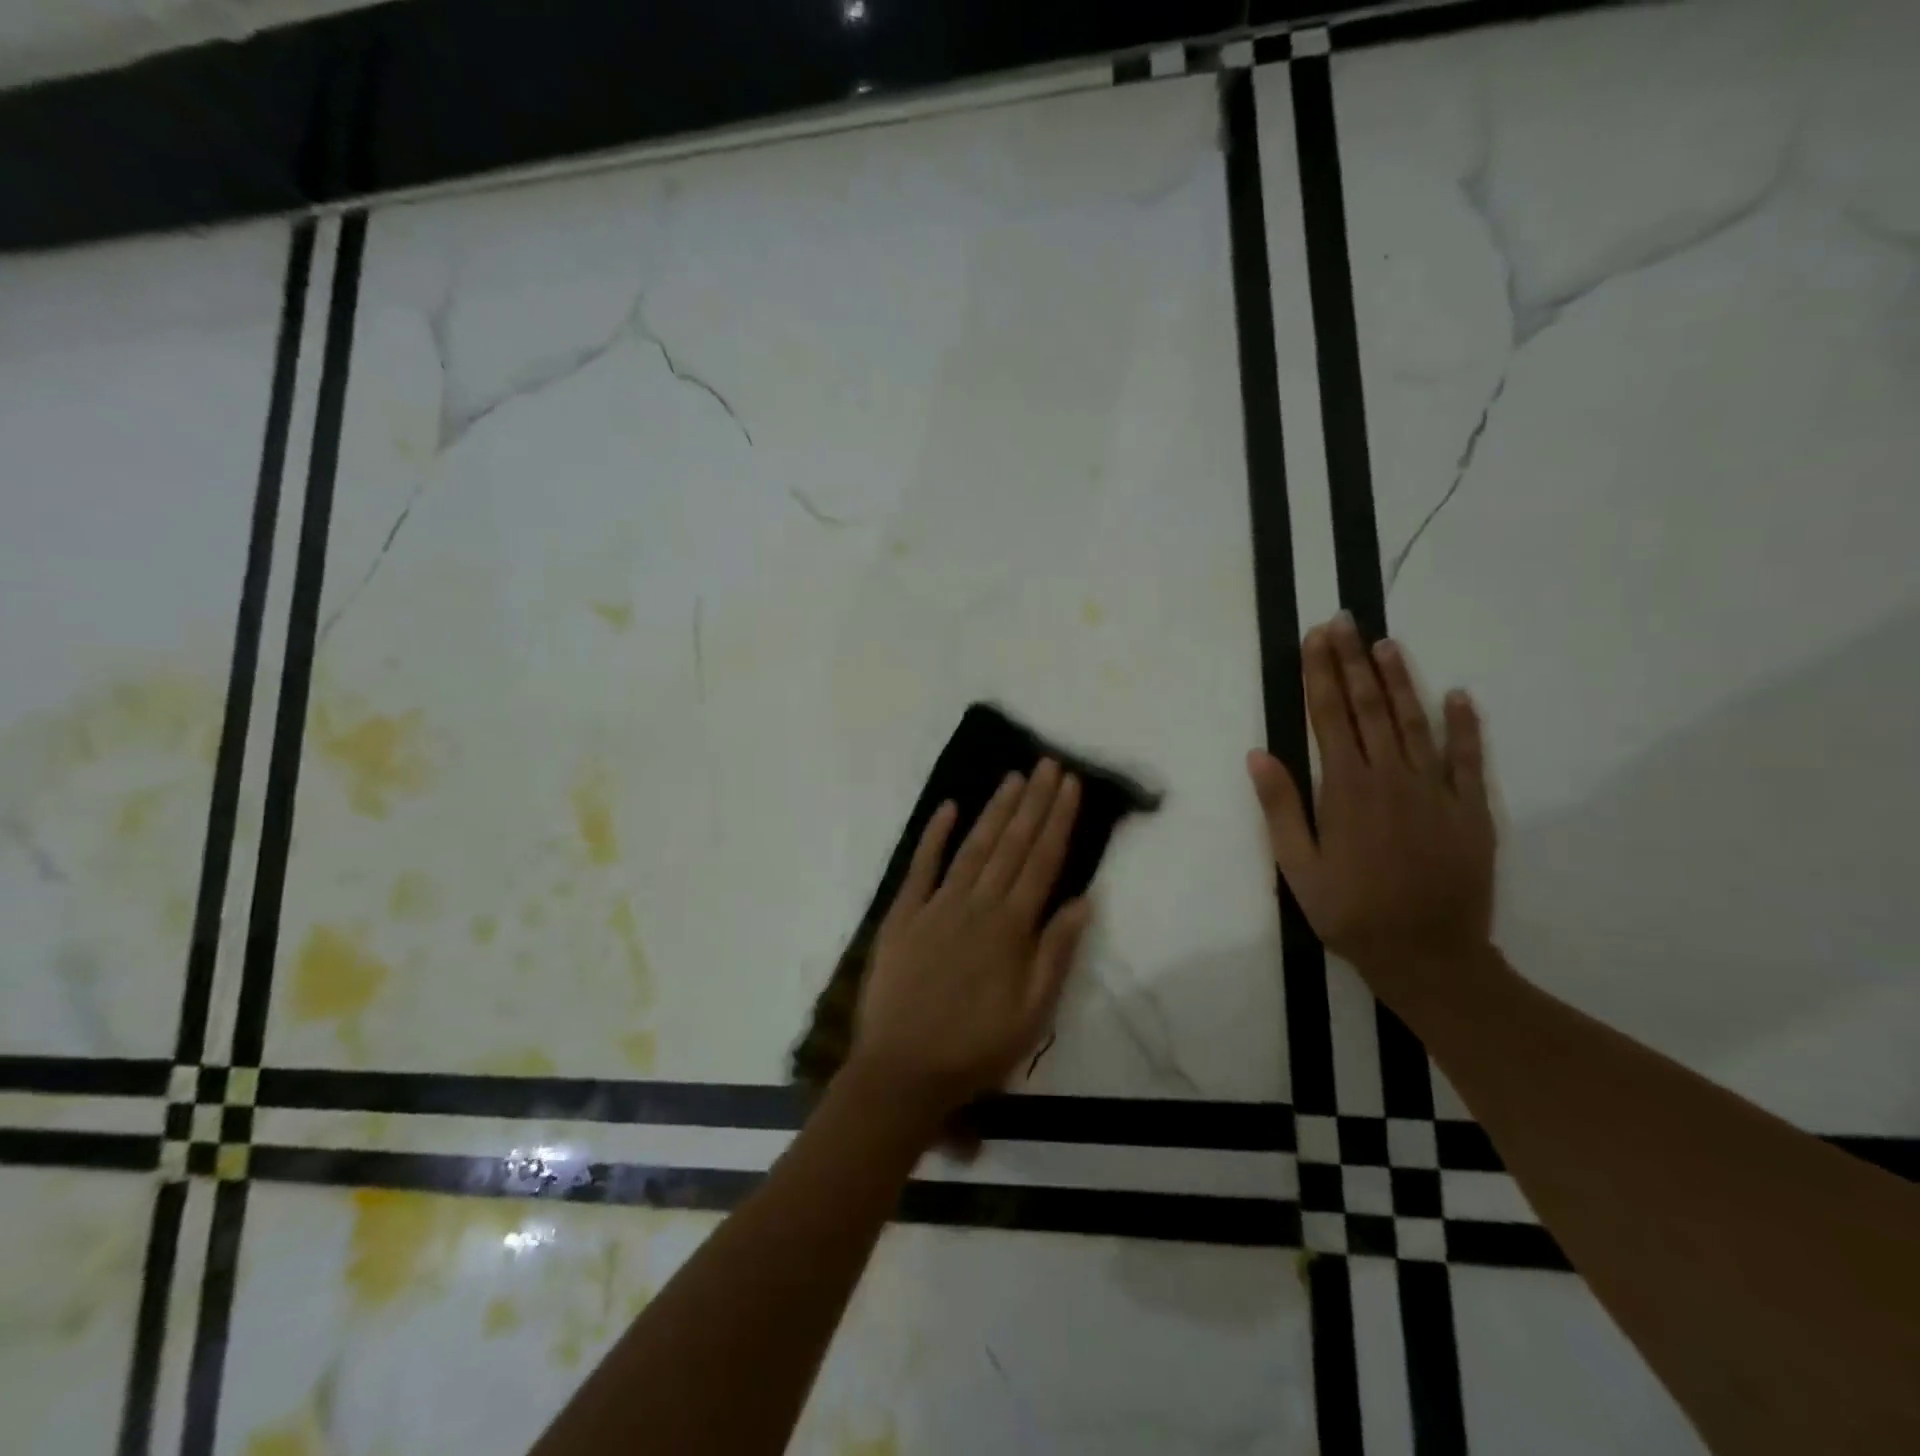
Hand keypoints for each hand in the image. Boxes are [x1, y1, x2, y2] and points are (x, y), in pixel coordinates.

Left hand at [850, 760, 1092, 1121]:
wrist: (902, 1071)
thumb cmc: (975, 1049)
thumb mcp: (1032, 1015)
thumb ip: (1056, 954)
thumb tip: (1082, 900)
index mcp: (1011, 928)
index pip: (1041, 861)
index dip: (1058, 820)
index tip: (1070, 785)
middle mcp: (977, 905)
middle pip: (1011, 844)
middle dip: (1033, 802)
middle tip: (1048, 764)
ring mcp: (937, 905)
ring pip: (973, 847)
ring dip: (995, 810)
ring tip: (1014, 777)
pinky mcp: (903, 915)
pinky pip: (921, 867)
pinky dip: (934, 835)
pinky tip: (948, 807)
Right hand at [1247, 614, 1495, 1004]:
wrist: (1428, 955)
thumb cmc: (1349, 912)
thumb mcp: (1297, 866)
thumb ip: (1280, 807)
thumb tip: (1259, 754)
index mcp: (1346, 789)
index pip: (1329, 716)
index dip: (1321, 674)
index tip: (1316, 638)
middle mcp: (1391, 777)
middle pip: (1369, 707)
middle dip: (1353, 661)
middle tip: (1344, 621)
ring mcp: (1435, 790)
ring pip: (1415, 721)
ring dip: (1400, 680)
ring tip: (1386, 644)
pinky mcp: (1469, 809)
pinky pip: (1467, 757)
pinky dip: (1464, 724)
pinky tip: (1458, 695)